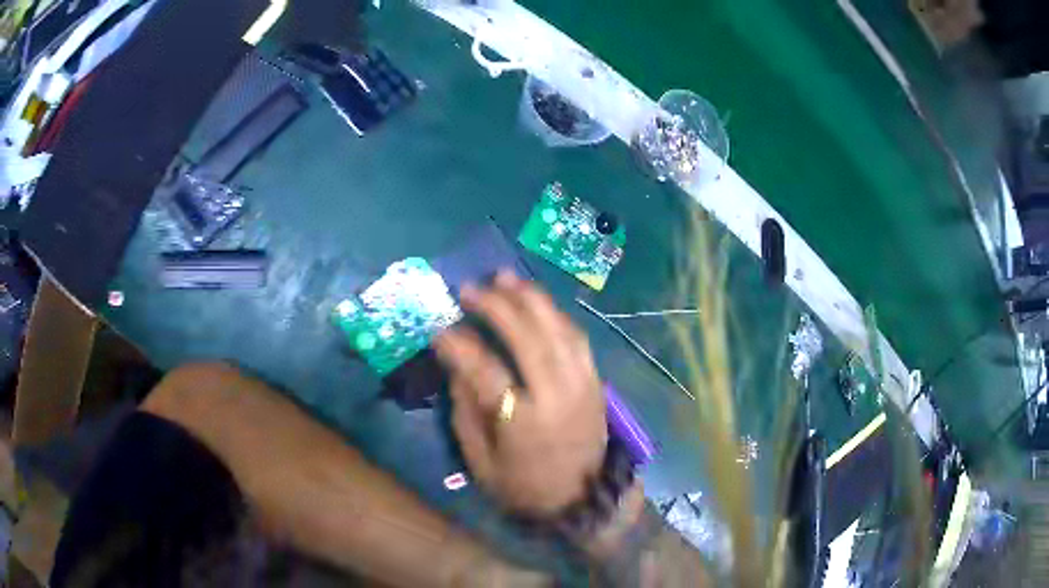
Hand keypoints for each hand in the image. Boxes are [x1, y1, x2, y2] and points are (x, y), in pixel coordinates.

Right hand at [434, 272, 607, 517]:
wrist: (583, 499)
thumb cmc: (524, 487)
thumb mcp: (481, 462)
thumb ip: (466, 412)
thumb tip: (456, 366)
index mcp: (523, 423)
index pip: (486, 371)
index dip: (459, 346)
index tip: (439, 330)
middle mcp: (557, 396)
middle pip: (528, 337)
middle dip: (497, 306)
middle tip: (470, 288)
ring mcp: (582, 385)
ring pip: (558, 328)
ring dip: (530, 298)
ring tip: (504, 277)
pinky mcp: (596, 382)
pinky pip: (577, 337)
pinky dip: (555, 314)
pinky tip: (537, 301)